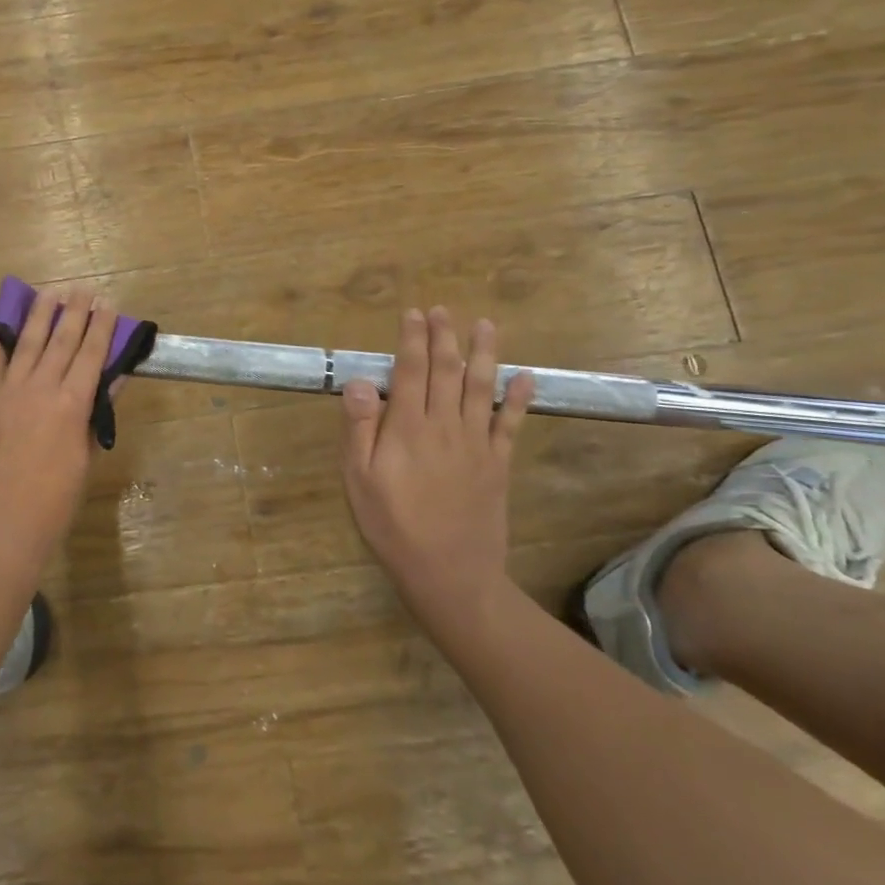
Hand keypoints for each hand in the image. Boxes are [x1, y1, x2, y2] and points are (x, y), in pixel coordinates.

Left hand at [0, 286, 117, 592]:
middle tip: (83, 289)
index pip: (90, 354)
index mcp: (71, 404)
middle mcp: (39, 389)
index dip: (101, 327)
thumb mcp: (85, 459)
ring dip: (40, 315)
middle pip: (60, 340)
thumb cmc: (53, 502)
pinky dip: (0, 344)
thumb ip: (95, 416)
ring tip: (50, 293)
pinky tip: (3, 326)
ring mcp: (8, 393)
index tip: (108, 304)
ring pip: (27, 344)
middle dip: (74, 312)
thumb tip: (112, 382)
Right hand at [340, 307, 535, 616]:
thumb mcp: (359, 480)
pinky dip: (518, 398)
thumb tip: (362, 381)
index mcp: (408, 428)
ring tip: (486, 325)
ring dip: (483, 353)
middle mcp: (445, 425)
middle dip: (444, 337)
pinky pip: (510, 423)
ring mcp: (476, 444)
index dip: (411, 339)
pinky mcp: (497, 463)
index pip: (409, 371)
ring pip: (481, 387)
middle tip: (443, 310)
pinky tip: (525, 376)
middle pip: (446, 371)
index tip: (412, 313)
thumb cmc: (393, 526)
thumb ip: (360, 428)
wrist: (449, 574)